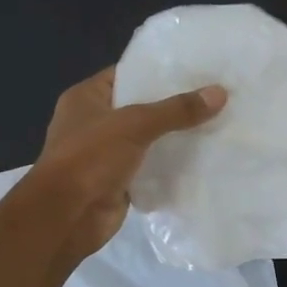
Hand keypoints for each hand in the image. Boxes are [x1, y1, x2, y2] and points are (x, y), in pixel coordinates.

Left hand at [22, 68, 225, 264]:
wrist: (66, 216)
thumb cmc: (89, 158)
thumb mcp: (135, 125)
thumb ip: (176, 110)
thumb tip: (219, 93)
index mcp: (87, 98)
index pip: (128, 74)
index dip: (159, 71)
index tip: (196, 69)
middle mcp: (95, 122)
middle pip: (142, 108)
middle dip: (175, 105)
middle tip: (215, 96)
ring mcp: (107, 154)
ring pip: (150, 139)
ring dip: (177, 137)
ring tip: (218, 124)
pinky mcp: (120, 181)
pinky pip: (152, 167)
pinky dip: (173, 165)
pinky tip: (204, 158)